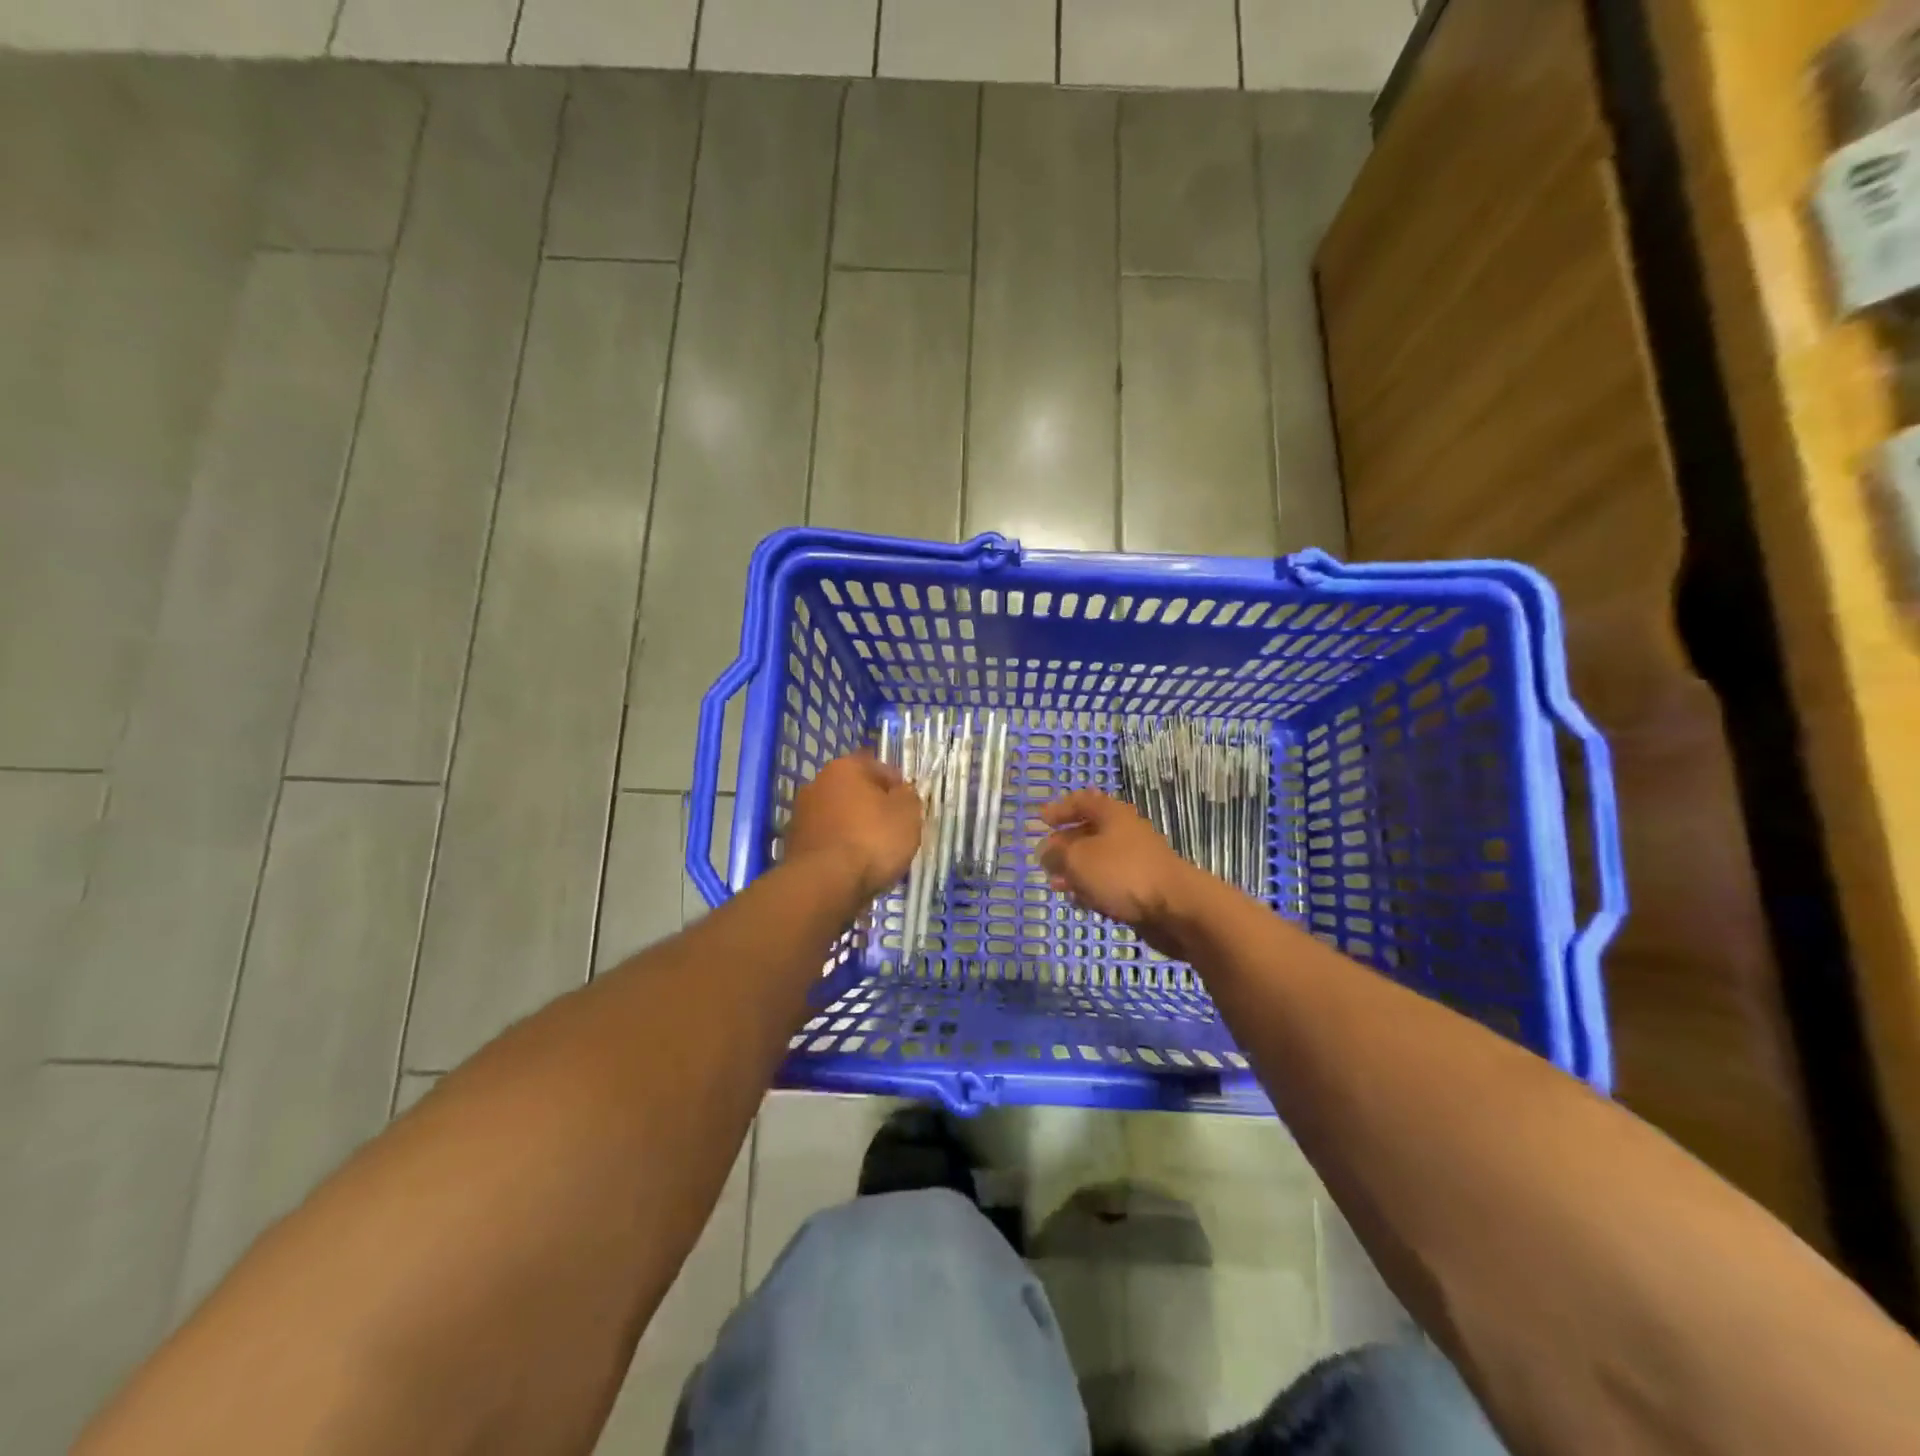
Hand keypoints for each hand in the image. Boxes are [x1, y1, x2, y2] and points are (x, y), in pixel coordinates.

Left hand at [785, 751, 922, 903]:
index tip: (908, 809)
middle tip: (893, 831)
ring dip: (854, 829)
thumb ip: (908, 796)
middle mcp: (817, 783)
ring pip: (839, 817)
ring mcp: (801, 814)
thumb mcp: (908, 814)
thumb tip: (901, 793)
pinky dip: (839, 849)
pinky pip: (827, 840)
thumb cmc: (872, 840)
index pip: (879, 767)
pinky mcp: (792, 844)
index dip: (897, 787)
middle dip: (873, 808)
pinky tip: (853, 868)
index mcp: (845, 767)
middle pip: (855, 792)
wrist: (825, 884)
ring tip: (874, 855)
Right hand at [1035, 790, 1197, 953]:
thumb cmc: (1122, 872)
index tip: (1041, 820)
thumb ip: (1056, 853)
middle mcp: (1124, 832)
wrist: (1176, 907)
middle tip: (1044, 859)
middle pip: (1089, 832)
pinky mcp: (1142, 887)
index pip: (1082, 801)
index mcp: (1111, 814)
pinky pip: (1110, 882)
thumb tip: (1045, 850)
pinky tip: (1080, 901)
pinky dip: (1092, 888)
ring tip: (1056, 885)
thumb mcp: (1078, 859)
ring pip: (1098, 860)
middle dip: (1064, 845)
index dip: (1060, 808)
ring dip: (1075, 871)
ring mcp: (1135, 860)